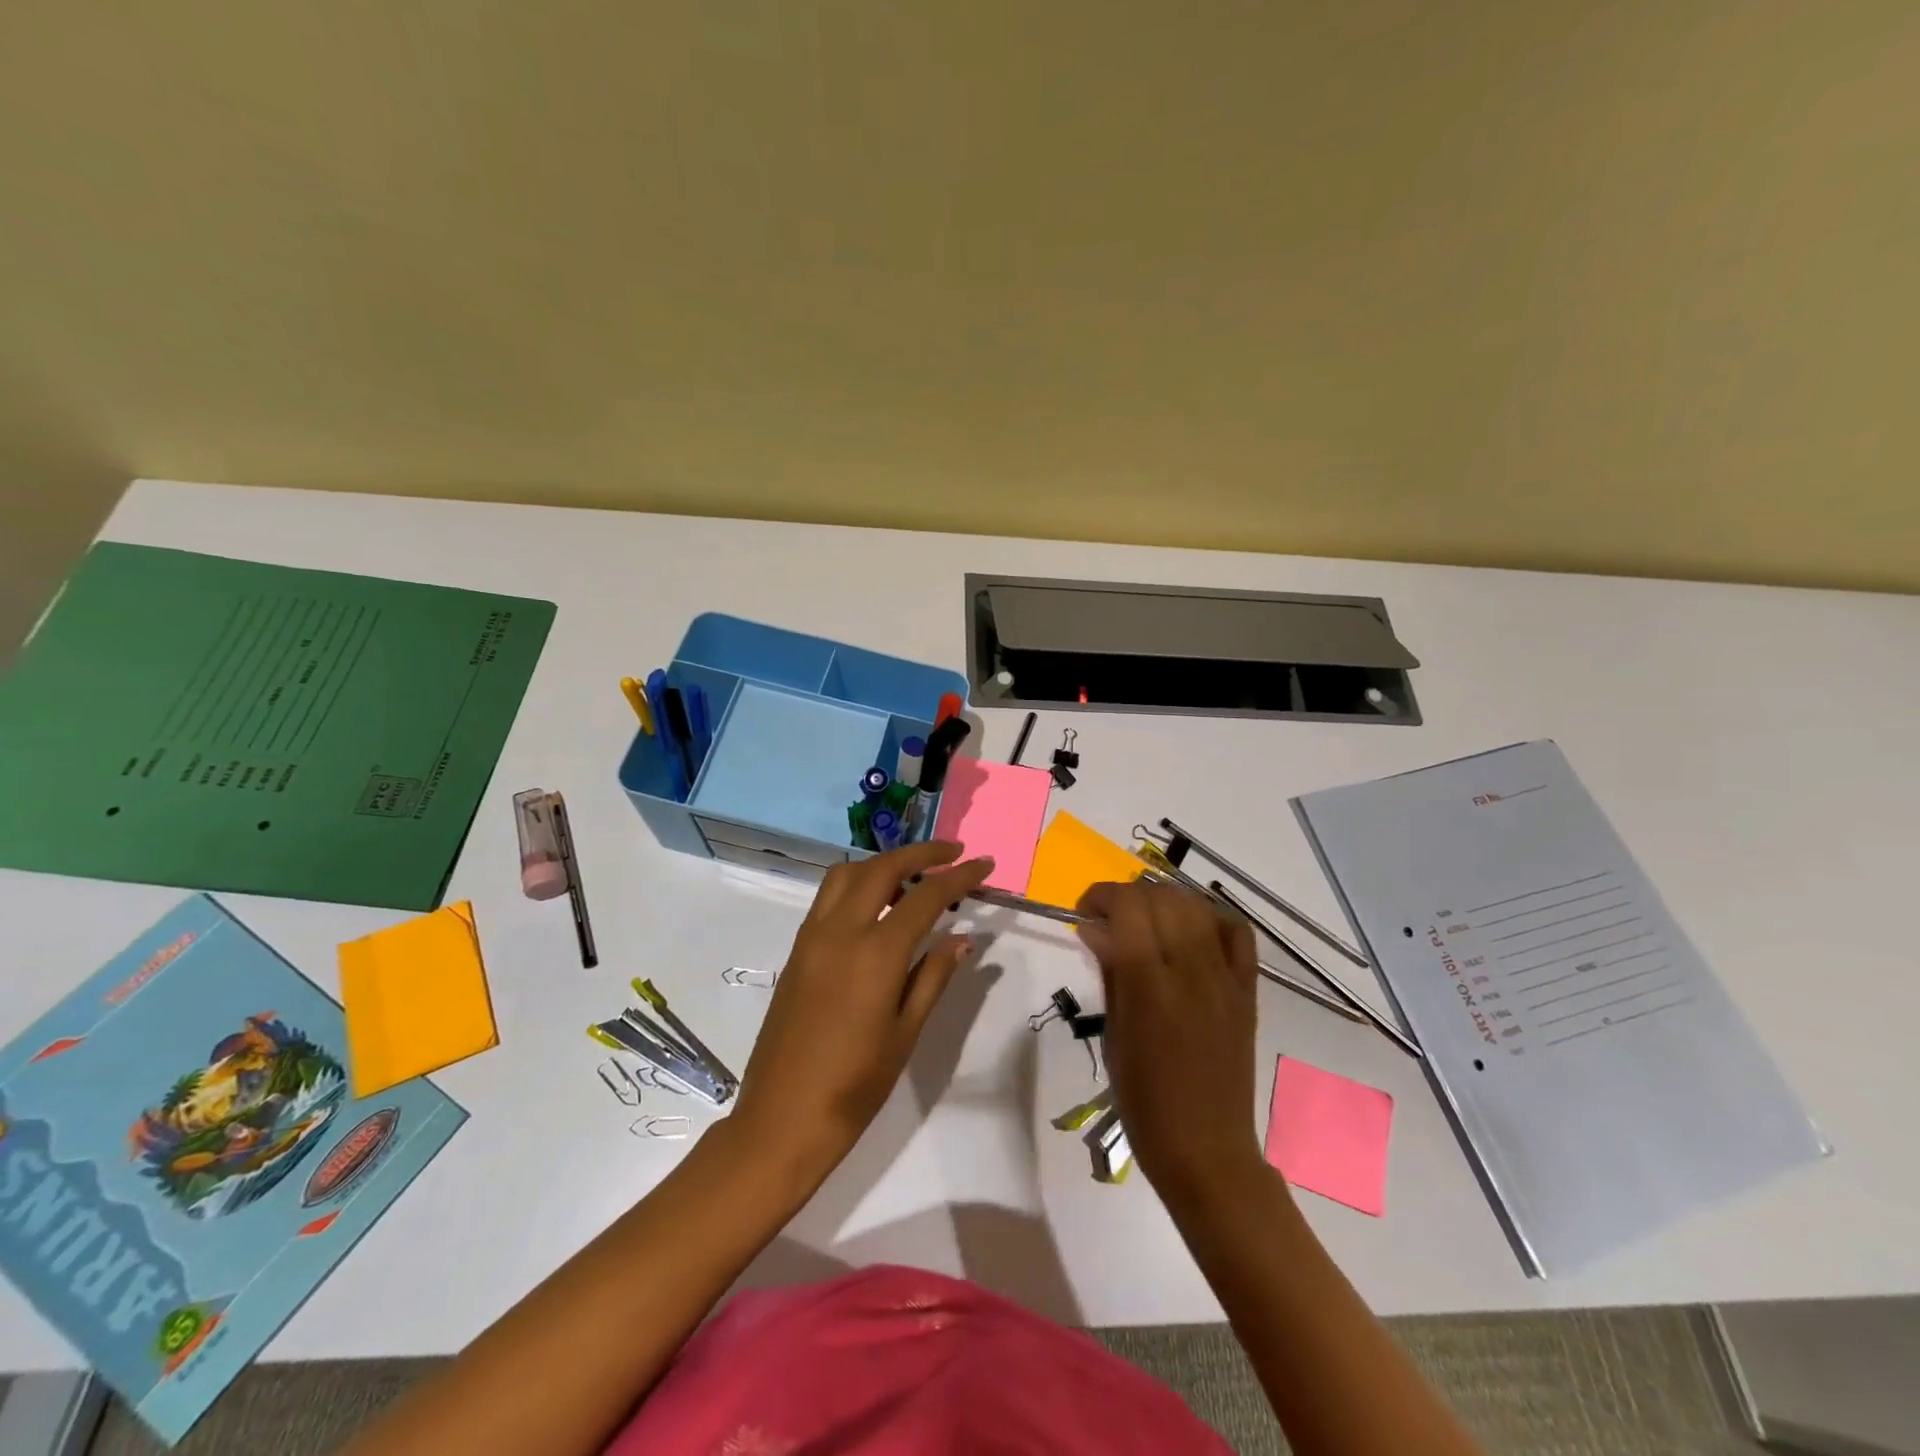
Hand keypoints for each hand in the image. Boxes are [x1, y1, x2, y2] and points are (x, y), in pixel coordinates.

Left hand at [730, 841, 995, 1185]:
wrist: (782, 1119)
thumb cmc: (855, 1086)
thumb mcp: (905, 1033)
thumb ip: (934, 976)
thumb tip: (963, 938)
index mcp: (875, 955)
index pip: (925, 897)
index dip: (958, 877)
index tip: (984, 864)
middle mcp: (840, 932)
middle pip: (882, 867)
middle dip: (921, 853)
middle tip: (953, 854)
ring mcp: (812, 937)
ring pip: (848, 873)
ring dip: (884, 863)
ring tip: (914, 879)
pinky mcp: (797, 949)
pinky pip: (829, 896)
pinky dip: (858, 883)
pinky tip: (878, 907)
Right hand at [1076, 880, 1265, 1201]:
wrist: (1207, 1151)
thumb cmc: (1144, 1103)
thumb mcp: (1113, 1037)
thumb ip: (1110, 973)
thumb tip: (1094, 928)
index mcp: (1150, 989)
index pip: (1128, 909)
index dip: (1101, 896)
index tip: (1085, 911)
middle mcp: (1192, 974)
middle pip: (1161, 899)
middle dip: (1128, 896)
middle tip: (1110, 919)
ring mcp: (1225, 980)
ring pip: (1197, 907)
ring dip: (1165, 900)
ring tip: (1146, 920)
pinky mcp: (1248, 991)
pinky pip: (1237, 933)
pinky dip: (1212, 918)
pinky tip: (1191, 931)